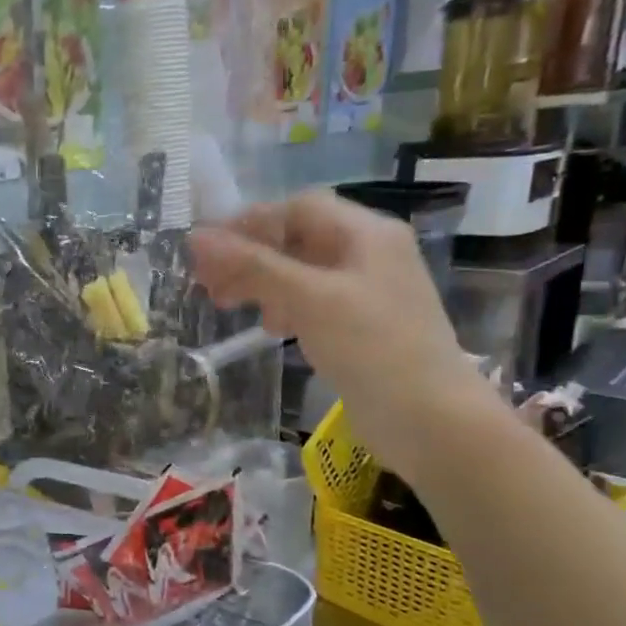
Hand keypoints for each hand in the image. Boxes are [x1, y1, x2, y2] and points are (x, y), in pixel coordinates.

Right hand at [190, 191, 501, 481]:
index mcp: (366, 234)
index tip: (207, 251)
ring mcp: (365, 292)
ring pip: (300, 272)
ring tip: (227, 305)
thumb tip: (197, 237)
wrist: (428, 417)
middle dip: (249, 256)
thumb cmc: (371, 346)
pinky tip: (269, 328)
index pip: (298, 208)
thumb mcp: (307, 298)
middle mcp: (368, 254)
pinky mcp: (360, 326)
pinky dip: (282, 307)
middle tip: (207, 282)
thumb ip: (252, 266)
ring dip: (260, 282)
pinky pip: (311, 302)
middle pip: (297, 239)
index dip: (250, 223)